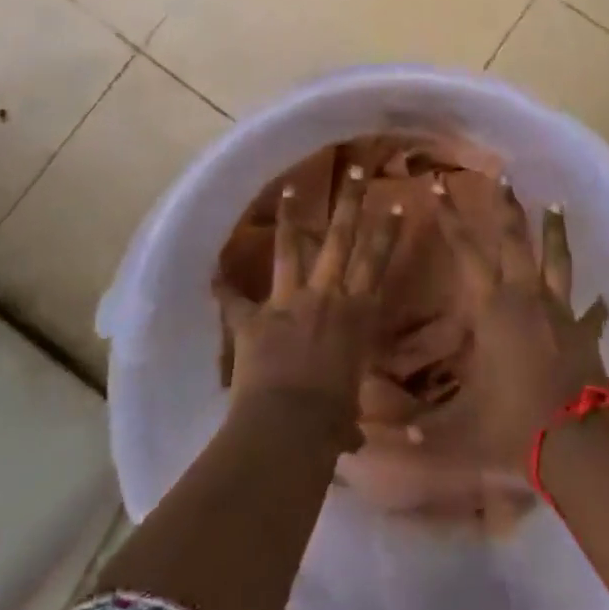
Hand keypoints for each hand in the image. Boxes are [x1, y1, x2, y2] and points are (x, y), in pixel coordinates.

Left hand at [214, 166, 399, 434]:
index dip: (388, 232)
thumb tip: (352, 440)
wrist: (289, 426)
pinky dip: (221, 286)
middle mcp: (327, 297)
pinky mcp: (254, 318)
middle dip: (351, 202)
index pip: (377, 264)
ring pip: (291, 248)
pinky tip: (211, 269)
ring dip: (291, 217)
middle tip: (356, 169)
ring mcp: (289, 302)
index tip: (397, 202)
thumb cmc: (330, 423)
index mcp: (356, 315)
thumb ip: (348, 417)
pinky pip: (233, 299)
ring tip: (291, 186)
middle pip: (342, 239)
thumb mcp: (347, 414)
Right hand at [440, 179, 608, 471]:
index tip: (439, 186)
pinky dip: (598, 306)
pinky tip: (606, 299)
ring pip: (557, 260)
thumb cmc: (514, 425)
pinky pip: (592, 313)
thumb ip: (422, 432)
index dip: (450, 218)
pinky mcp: (585, 333)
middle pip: (516, 240)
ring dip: (554, 231)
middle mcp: (526, 298)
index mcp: (492, 309)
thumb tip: (379, 443)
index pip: (465, 252)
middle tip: (504, 176)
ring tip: (555, 204)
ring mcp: (560, 312)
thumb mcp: (460, 429)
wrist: (578, 444)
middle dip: (507, 207)